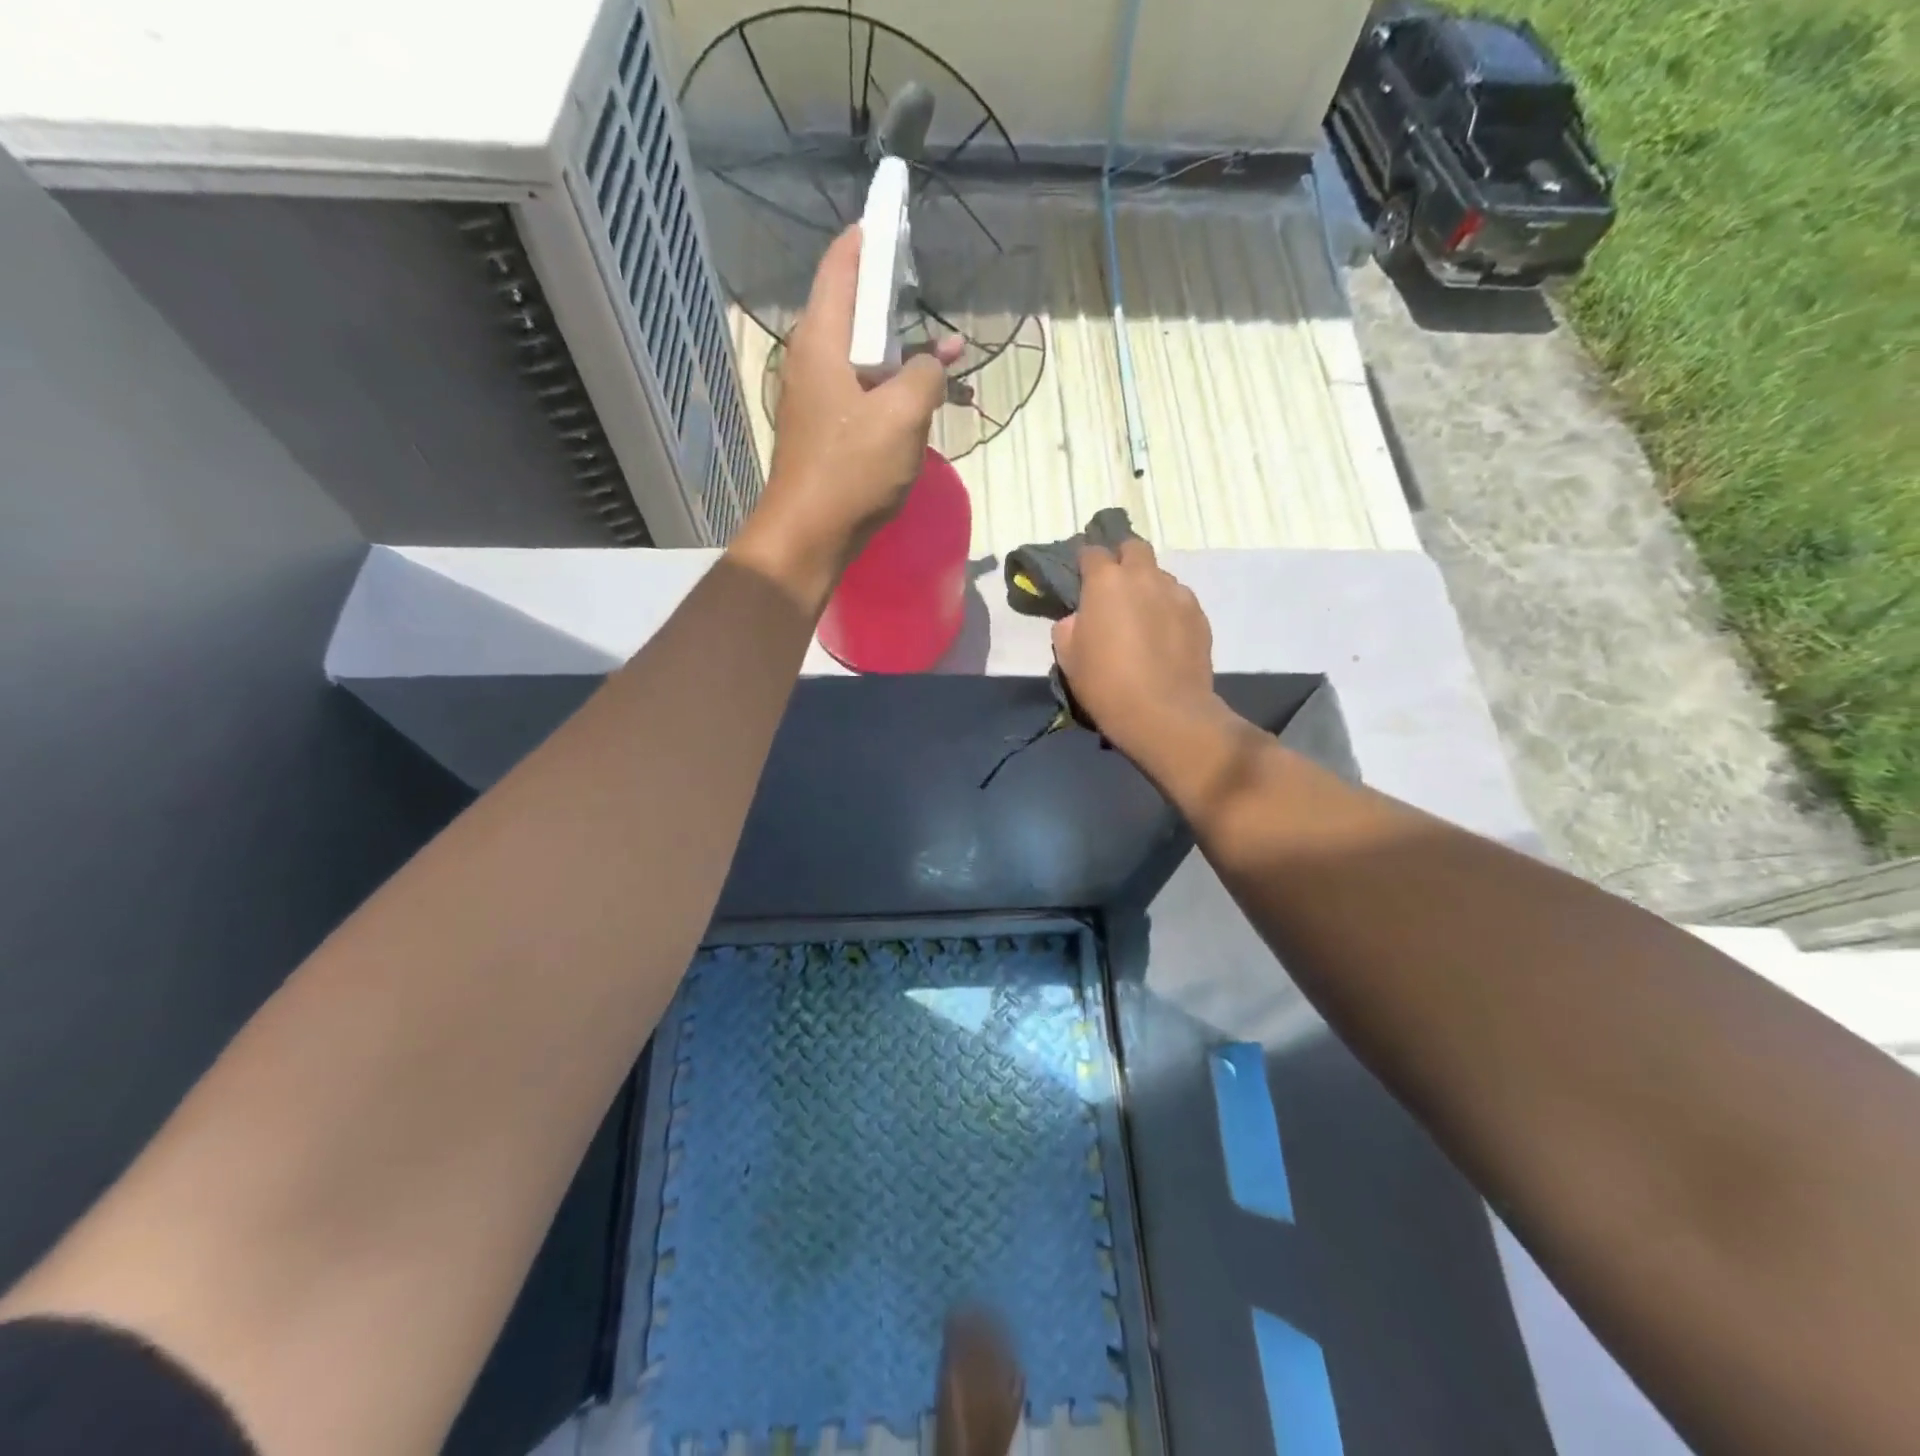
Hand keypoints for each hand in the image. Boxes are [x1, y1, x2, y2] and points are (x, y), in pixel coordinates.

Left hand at [740, 227, 962, 587]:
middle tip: (932, 289)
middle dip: (897, 299)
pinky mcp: (826, 429)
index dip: (870, 238)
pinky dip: (894, 389)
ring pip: (865, 356)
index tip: (897, 218)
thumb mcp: (903, 417)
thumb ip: (925, 376)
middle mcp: (812, 359)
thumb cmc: (851, 471)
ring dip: (904, 353)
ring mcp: (817, 396)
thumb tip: (934, 361)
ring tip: (949, 355)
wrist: (808, 535)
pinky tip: (927, 403)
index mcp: (821, 341)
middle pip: (855, 309)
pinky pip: (864, 392)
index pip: (842, 266)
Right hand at [1051, 538, 1229, 763]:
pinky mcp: (1199, 615)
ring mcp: (1176, 593)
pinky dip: (1168, 609)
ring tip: (1143, 617)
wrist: (1165, 713)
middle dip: (1122, 560)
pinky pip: (1179, 600)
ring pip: (1159, 575)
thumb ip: (1068, 628)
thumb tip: (1078, 619)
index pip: (1091, 552)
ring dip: (1148, 586)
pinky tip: (1164, 636)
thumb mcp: (1068, 658)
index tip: (1081, 580)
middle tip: (1114, 590)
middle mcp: (1143, 576)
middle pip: (1133, 548)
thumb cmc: (1106, 684)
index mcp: (1105, 581)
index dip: (1084, 564)